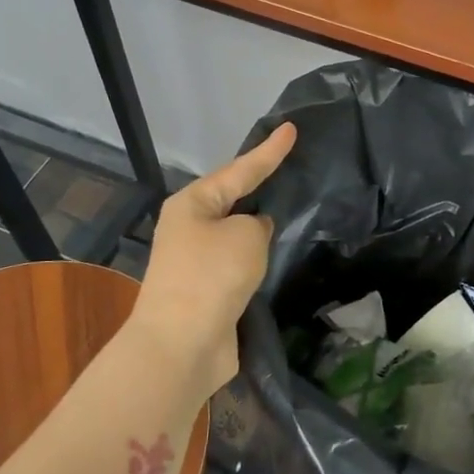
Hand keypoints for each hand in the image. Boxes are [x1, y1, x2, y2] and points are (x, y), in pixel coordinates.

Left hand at [127, 122, 296, 397]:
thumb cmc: (211, 277)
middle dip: (260, 184)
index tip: (291, 128)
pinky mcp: (208, 290)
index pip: (241, 169)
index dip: (269, 150)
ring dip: (259, 225)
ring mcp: (197, 260)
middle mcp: (191, 227)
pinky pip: (239, 261)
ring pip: (236, 232)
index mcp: (193, 204)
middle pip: (233, 197)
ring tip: (291, 207)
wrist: (181, 345)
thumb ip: (257, 224)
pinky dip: (257, 257)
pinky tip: (277, 254)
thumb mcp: (245, 236)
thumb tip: (253, 232)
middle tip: (291, 165)